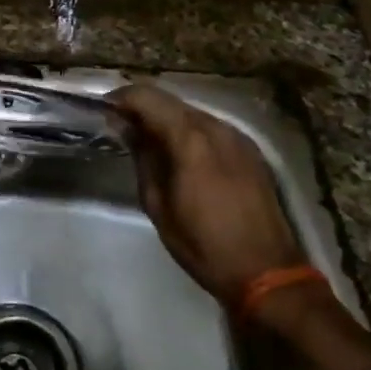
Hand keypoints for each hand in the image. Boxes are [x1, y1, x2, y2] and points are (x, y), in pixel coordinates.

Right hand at [109, 82, 304, 307]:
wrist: (267, 272)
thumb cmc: (203, 244)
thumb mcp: (158, 204)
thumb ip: (142, 157)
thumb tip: (125, 127)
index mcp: (190, 138)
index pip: (147, 97)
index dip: (121, 99)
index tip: (103, 112)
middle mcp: (216, 127)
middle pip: (170, 101)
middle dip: (143, 108)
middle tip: (122, 127)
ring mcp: (237, 136)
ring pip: (191, 112)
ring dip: (167, 120)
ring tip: (149, 142)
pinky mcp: (250, 150)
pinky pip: (211, 128)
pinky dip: (189, 132)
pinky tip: (181, 155)